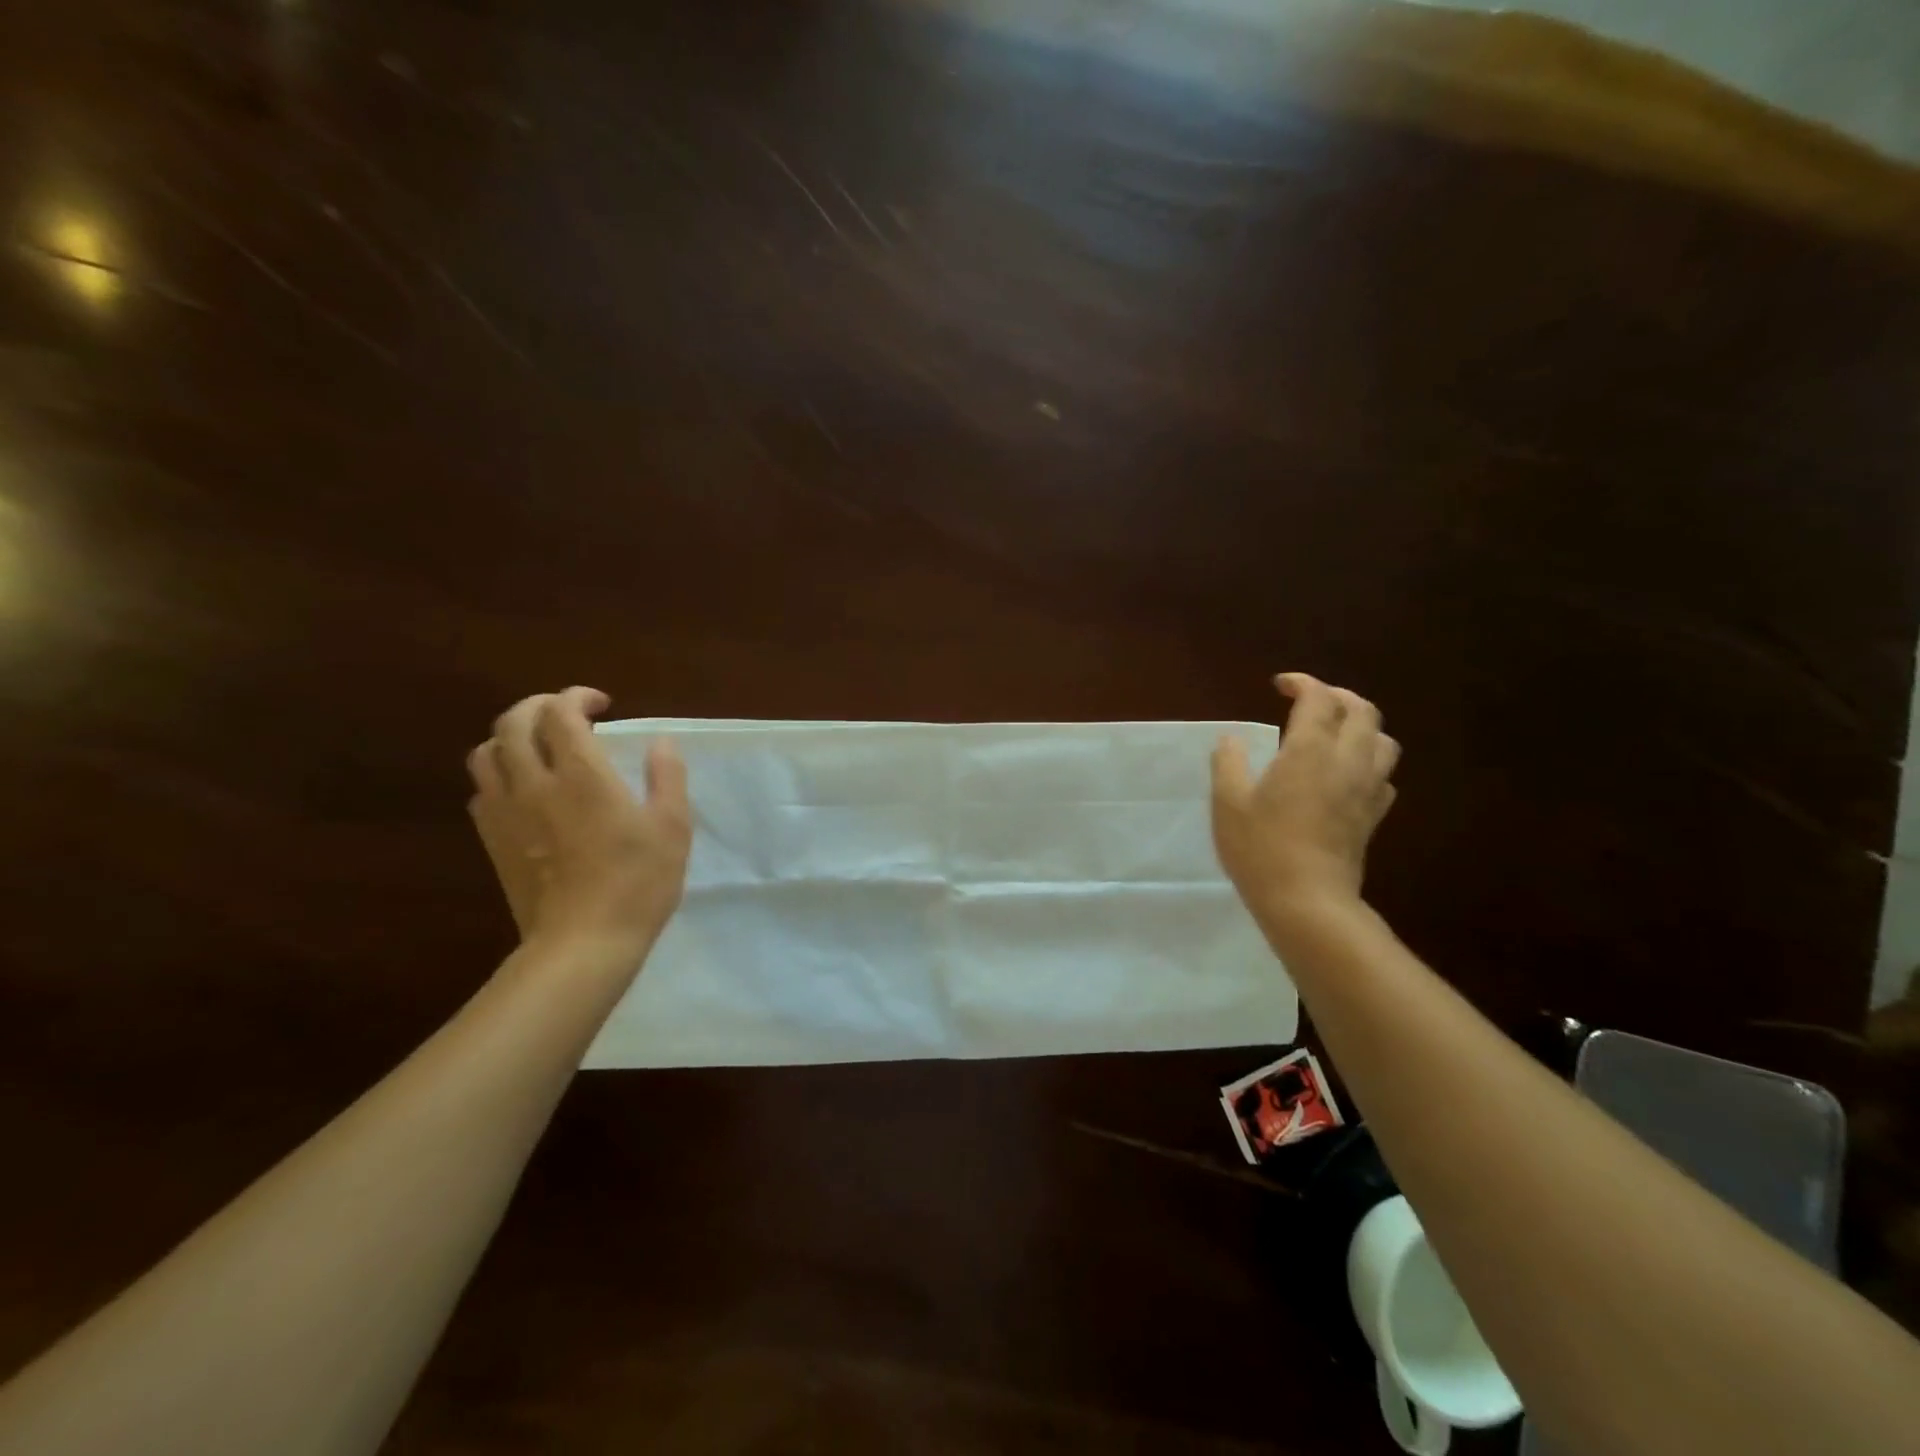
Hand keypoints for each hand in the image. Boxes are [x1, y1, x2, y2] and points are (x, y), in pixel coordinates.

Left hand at [467, 687, 691, 963]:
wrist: (582, 943)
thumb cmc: (638, 883)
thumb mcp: (672, 827)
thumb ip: (667, 776)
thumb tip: (660, 741)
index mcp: (581, 775)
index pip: (561, 712)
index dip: (577, 697)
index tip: (602, 705)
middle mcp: (534, 783)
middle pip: (513, 722)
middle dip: (538, 705)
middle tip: (567, 714)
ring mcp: (506, 812)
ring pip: (486, 752)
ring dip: (511, 736)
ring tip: (539, 746)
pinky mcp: (492, 840)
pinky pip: (481, 790)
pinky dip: (499, 773)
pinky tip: (523, 789)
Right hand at [1211, 673, 1398, 940]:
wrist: (1307, 902)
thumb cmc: (1261, 849)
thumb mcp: (1227, 802)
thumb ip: (1228, 762)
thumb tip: (1233, 739)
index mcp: (1309, 751)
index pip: (1319, 698)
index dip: (1302, 683)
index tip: (1280, 686)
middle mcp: (1347, 762)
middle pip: (1363, 711)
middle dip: (1338, 696)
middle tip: (1310, 701)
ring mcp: (1366, 790)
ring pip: (1383, 741)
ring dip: (1361, 726)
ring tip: (1335, 733)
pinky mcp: (1373, 817)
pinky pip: (1383, 776)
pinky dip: (1368, 763)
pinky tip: (1347, 775)